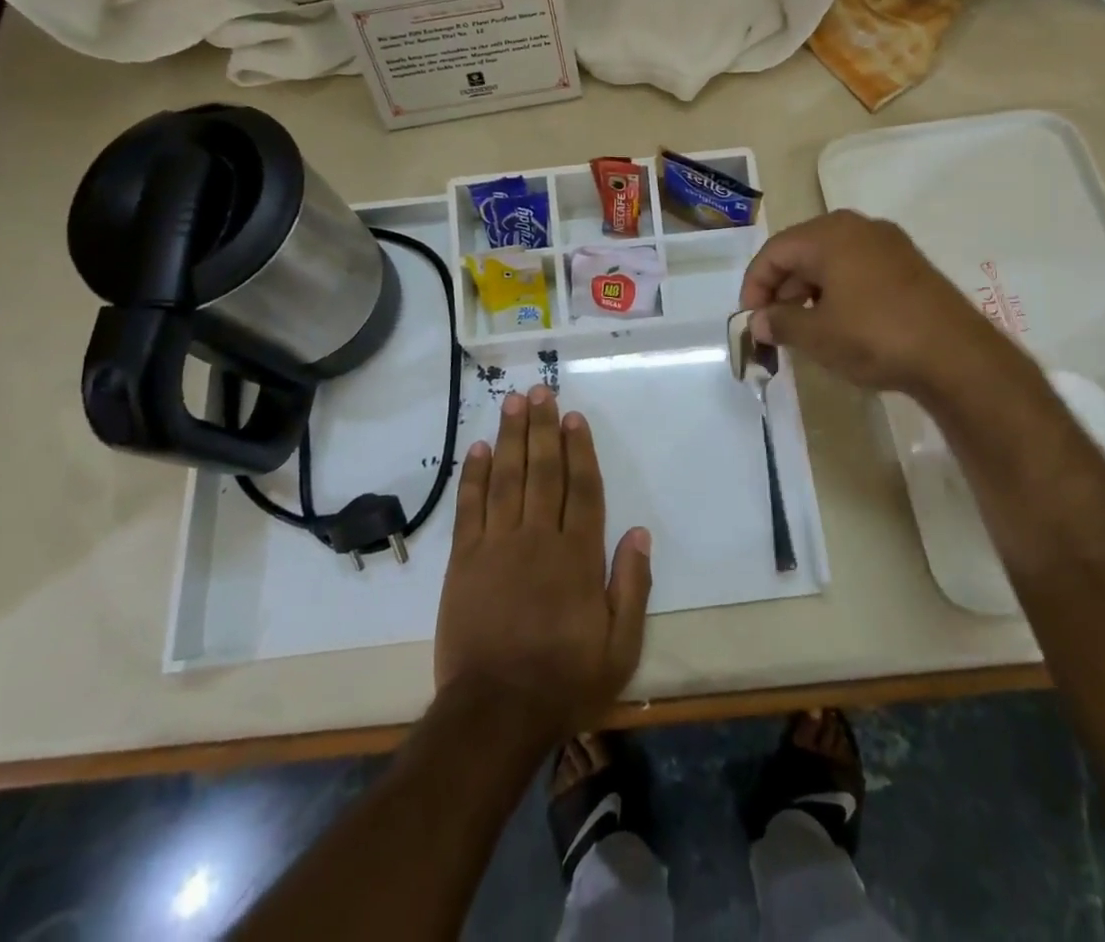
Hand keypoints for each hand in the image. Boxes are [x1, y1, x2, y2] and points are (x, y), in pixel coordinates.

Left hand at [435, 385, 651, 741]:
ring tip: (513, 403)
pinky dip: (475, 476)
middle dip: (543, 428)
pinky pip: (470, 508)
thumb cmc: (564, 681)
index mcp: (578, 556)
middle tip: (541, 392)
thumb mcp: (620, 647)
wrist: (495, 714)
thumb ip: (632, 587)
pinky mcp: (464, 561)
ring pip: (507, 479)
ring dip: (511, 438)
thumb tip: (640, 533)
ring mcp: (498, 546)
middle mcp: (539, 539)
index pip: (582, 489)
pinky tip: (480, 449)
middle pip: (543, 471)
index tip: (574, 417)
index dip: (579, 450)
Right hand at [740, 210, 1011, 396]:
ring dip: (809, 292)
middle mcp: (858, 227)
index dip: (755, 285)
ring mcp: (889, 244)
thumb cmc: (874, 336)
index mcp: (829, 234)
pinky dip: (838, 292)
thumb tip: (758, 322)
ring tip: (805, 329)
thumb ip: (779, 323)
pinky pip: (858, 269)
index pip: (775, 251)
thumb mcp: (817, 335)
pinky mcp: (909, 265)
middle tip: (775, 326)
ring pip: (831, 261)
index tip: (751, 320)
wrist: (956, 355)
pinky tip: (839, 323)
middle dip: (782, 289)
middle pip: (802, 251)